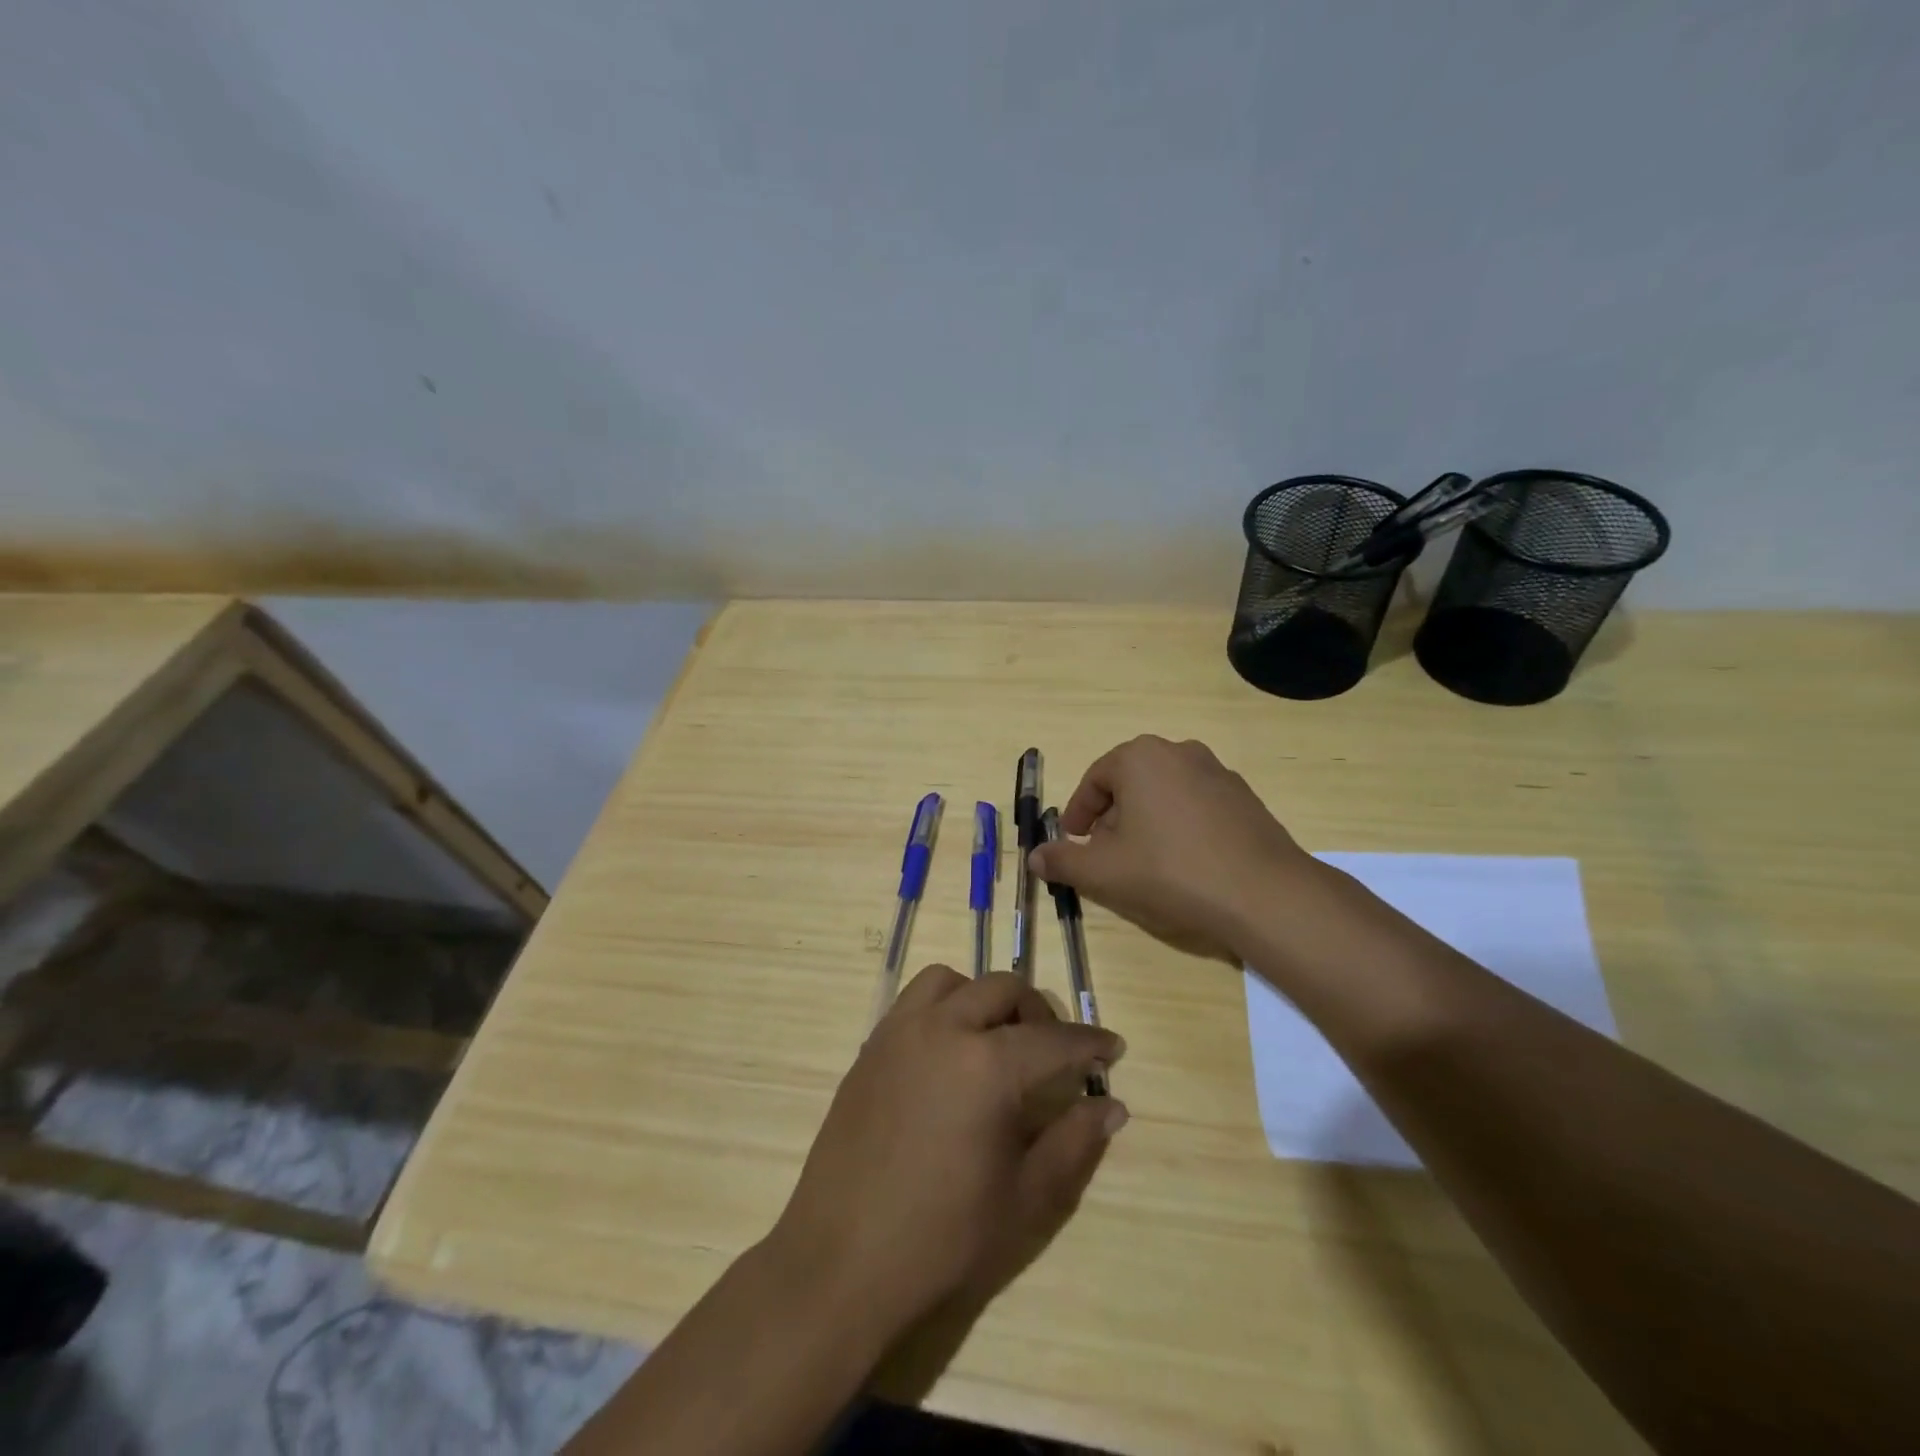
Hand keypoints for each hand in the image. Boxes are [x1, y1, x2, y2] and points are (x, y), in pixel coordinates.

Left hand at [770, 967, 1126, 1337]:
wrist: (841, 1262)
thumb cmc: (942, 1239)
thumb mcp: (1025, 1200)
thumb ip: (1074, 1142)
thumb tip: (1112, 1105)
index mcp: (987, 1065)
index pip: (1054, 1039)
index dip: (1090, 1043)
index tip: (1113, 1048)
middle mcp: (943, 1029)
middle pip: (1003, 989)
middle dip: (1038, 1013)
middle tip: (1054, 1053)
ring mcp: (900, 1032)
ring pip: (953, 982)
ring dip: (984, 998)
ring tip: (995, 1042)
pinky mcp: (870, 1046)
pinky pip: (914, 1001)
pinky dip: (944, 1007)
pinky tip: (949, 1054)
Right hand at [1027, 735, 1314, 961]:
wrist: (1263, 894)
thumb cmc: (1171, 871)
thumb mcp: (1104, 871)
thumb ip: (1063, 860)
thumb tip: (1034, 857)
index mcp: (1141, 758)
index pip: (1095, 779)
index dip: (1078, 813)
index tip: (1073, 842)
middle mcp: (1179, 752)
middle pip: (1130, 783)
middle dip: (1111, 818)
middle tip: (1105, 855)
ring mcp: (1217, 772)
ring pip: (1163, 794)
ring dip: (1145, 822)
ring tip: (1143, 863)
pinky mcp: (1244, 798)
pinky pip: (1196, 806)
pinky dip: (1179, 827)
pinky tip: (1183, 864)